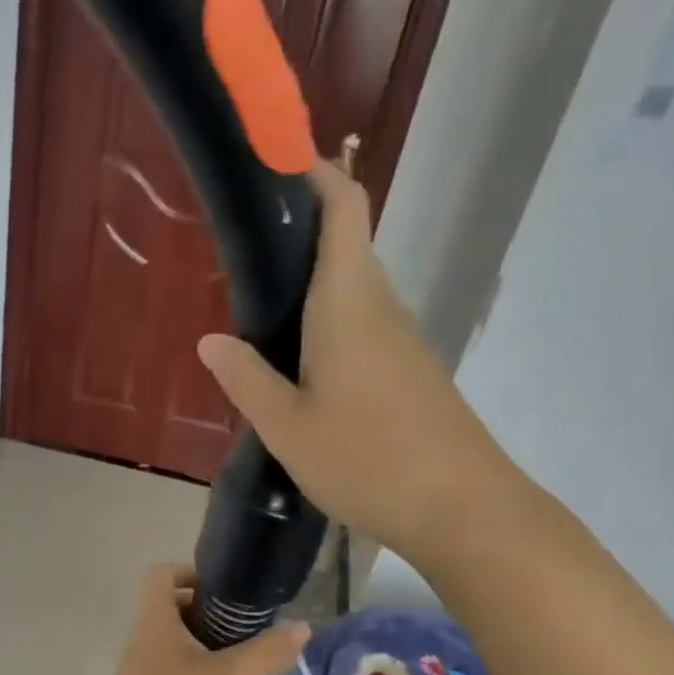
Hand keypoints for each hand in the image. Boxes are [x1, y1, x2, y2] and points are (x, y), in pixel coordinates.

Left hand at [85, 563, 308, 674]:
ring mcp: (142, 666)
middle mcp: (145, 635)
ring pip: (175, 639)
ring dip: (206, 643)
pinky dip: (197, 669)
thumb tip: (303, 627)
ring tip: (241, 659)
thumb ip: (264, 653)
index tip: (223, 592)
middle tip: (243, 628)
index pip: (161, 573)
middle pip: (173, 606)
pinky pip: (173, 666)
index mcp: (156, 619)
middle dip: (209, 612)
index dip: (190, 572)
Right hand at [195, 160, 513, 564]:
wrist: (463, 509)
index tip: (274, 165)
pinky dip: (331, 333)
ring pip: (354, 296)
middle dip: (298, 243)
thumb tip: (211, 340)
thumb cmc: (368, 461)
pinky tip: (303, 376)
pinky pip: (366, 333)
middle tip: (242, 266)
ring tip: (261, 324)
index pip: (344, 208)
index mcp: (349, 304)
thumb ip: (247, 381)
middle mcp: (382, 309)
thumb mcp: (289, 429)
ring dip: (312, 296)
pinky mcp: (413, 375)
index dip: (314, 173)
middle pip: (346, 249)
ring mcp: (404, 343)